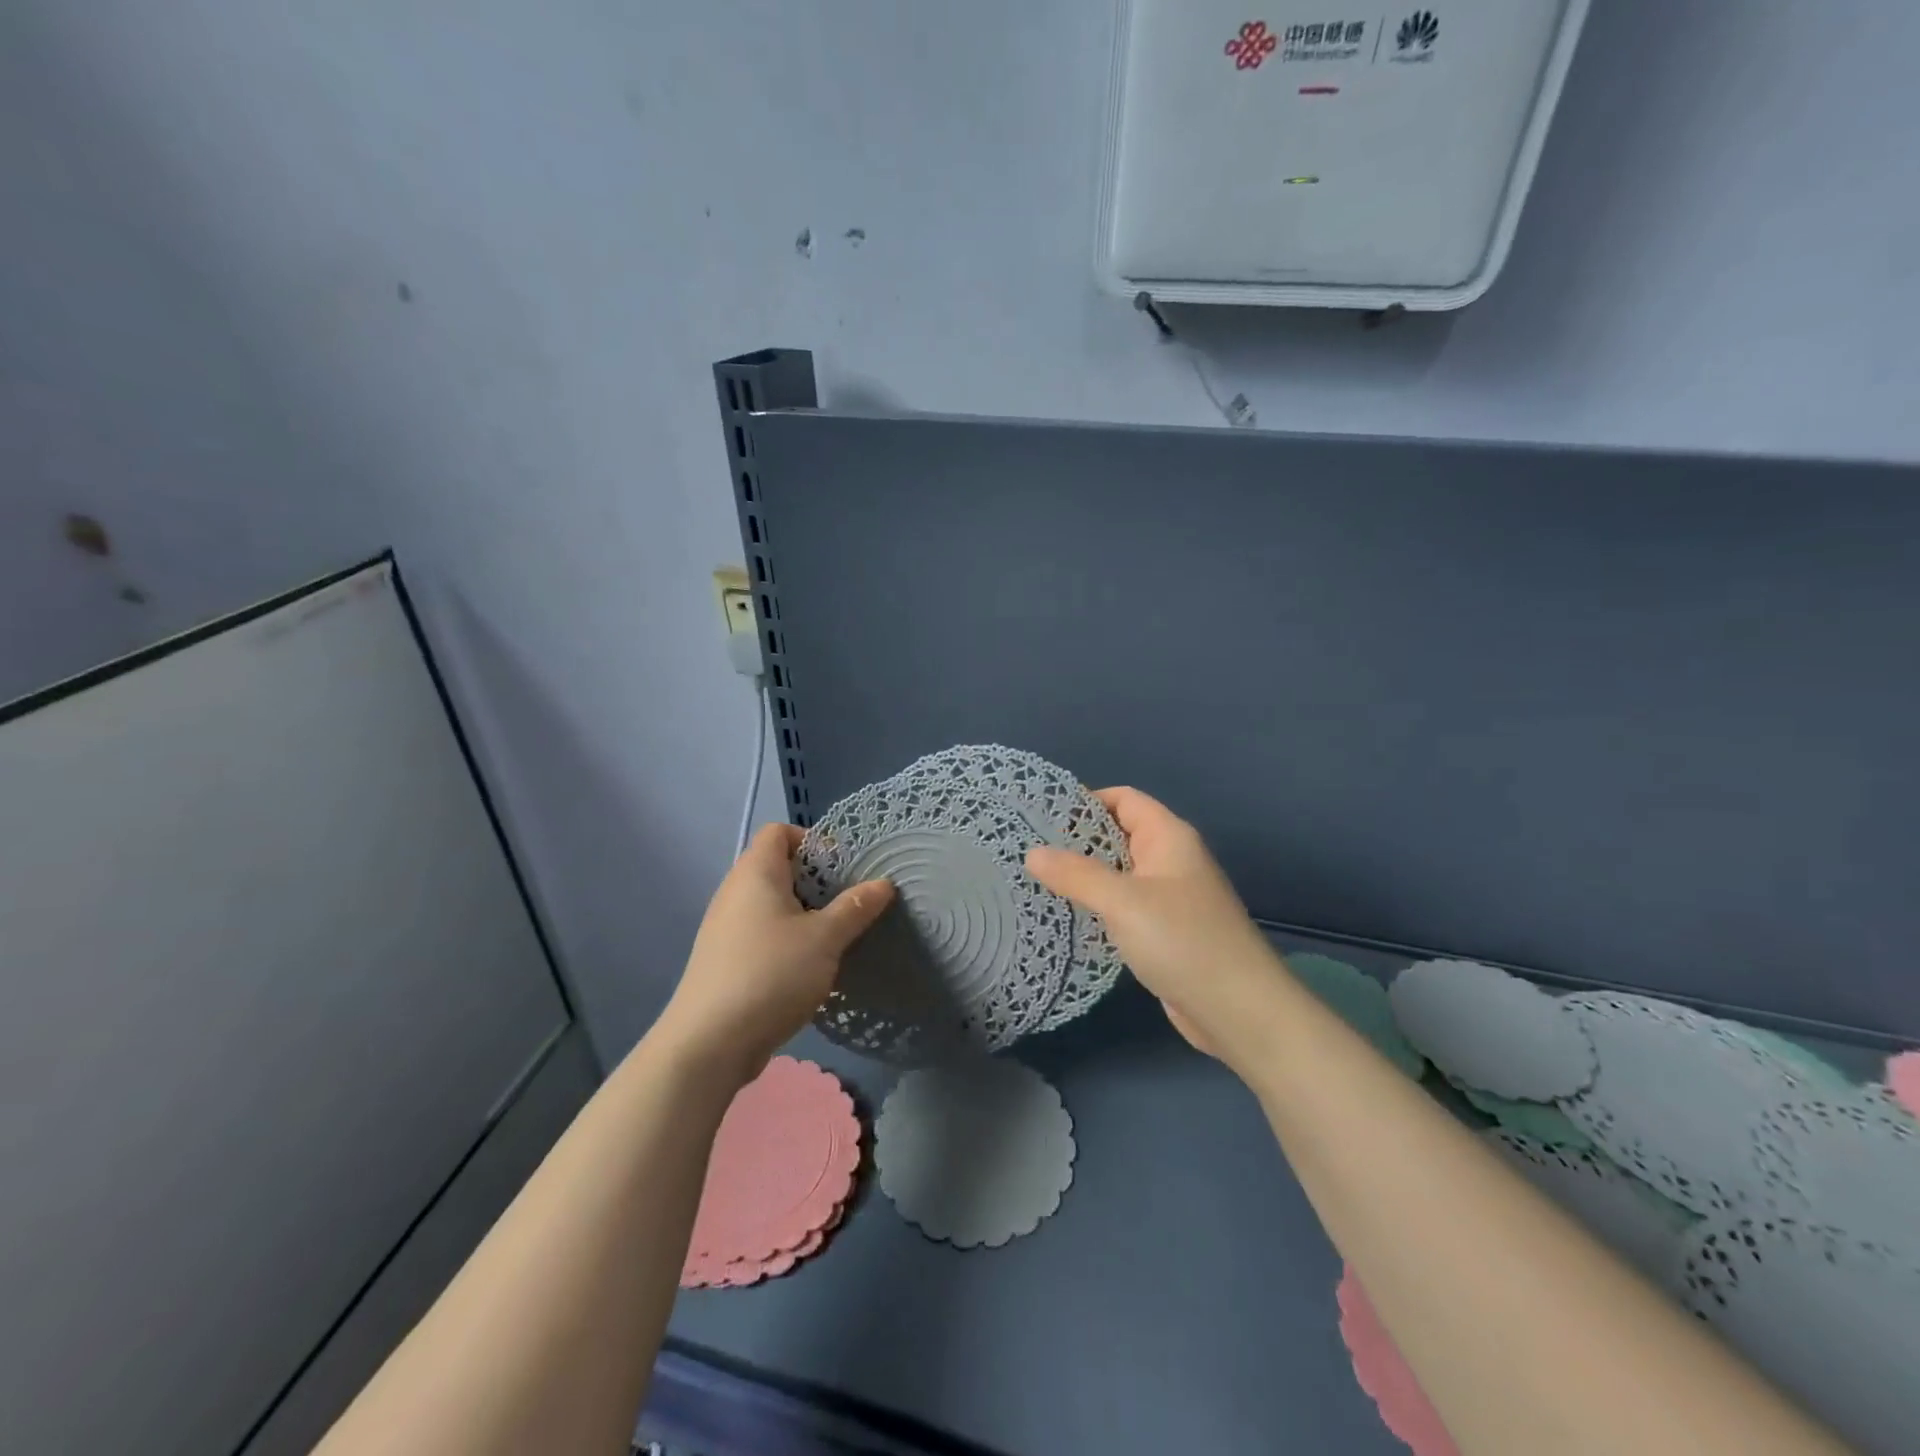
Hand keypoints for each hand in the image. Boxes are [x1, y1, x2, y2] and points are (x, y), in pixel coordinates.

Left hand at [654, 824, 893, 1082]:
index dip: (812, 841)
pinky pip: (762, 934)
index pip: (779, 832)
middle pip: (778, 867)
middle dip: (816, 882)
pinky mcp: (725, 960)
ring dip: (805, 914)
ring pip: (772, 905)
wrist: (709, 1044)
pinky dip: (787, 940)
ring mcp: (726, 928)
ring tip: (836, 937)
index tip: (842, 868)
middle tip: (849, 904)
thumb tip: (883, 883)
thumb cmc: (771, 974)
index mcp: (756, 873)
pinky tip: (810, 968)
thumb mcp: (824, 939)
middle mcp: (735, 892)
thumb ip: (855, 908)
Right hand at [1026, 787, 1285, 1070]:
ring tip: (1036, 881)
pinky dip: (1098, 905)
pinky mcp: (1165, 931)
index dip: (1084, 801)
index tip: (1040, 816)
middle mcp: (1170, 859)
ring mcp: (1169, 897)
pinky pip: (1124, 905)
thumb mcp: (1122, 901)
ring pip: (1119, 873)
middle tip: (1027, 850)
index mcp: (1168, 837)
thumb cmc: (1183, 941)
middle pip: (1118, 834)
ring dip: (1084, 876)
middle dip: (1076, 840)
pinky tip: (1067, 916)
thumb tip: (1032, 853)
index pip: (1123, 799)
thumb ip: (1076, 874)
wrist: (1239, 1011)